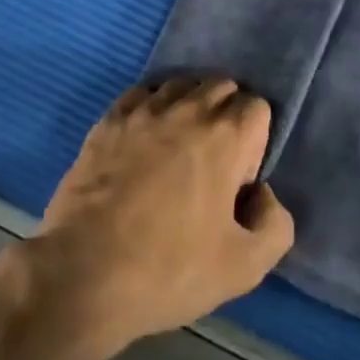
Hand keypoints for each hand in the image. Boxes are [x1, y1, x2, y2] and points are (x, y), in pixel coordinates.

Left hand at [28, 79, 293, 359]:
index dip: (254, 144)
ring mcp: (144, 110)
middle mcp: (188, 108)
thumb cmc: (168, 270)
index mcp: (225, 135)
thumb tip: (262, 194)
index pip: (257, 107)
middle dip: (226, 116)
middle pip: (222, 87)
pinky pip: (142, 94)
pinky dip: (152, 108)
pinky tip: (144, 142)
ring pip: (181, 85)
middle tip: (212, 165)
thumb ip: (275, 226)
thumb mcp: (244, 269)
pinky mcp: (109, 120)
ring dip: (189, 108)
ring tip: (178, 151)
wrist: (83, 274)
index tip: (236, 183)